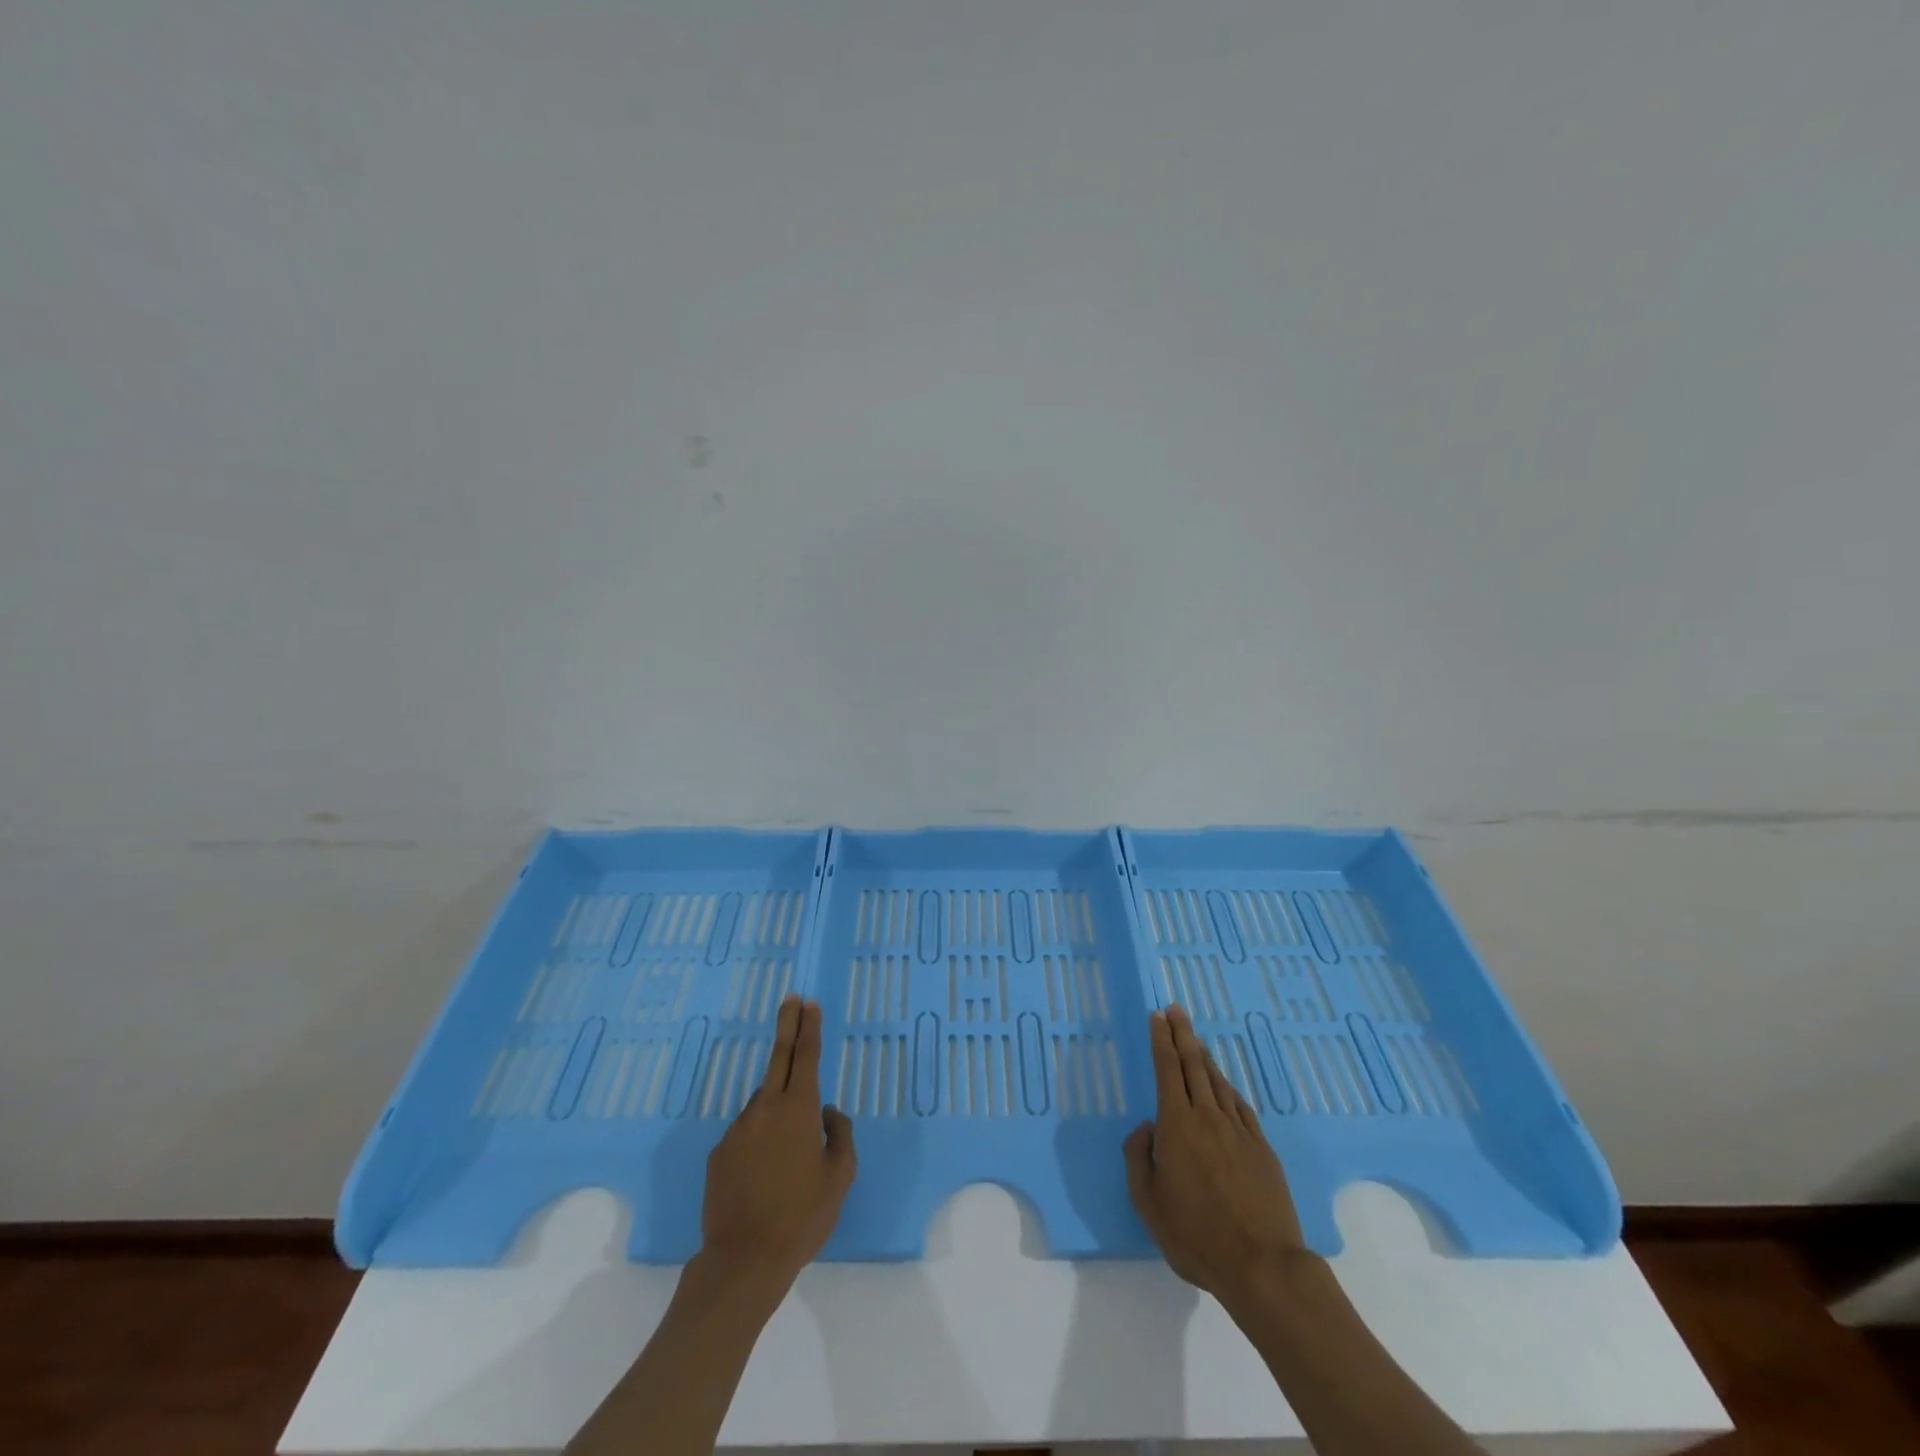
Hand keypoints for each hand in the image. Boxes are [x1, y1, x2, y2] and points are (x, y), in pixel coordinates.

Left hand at [700, 996, 855, 1296]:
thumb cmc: (802, 1217)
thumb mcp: (840, 1178)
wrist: (743, 1261)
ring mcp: (738, 1129)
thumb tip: (829, 1113)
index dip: (809, 1027)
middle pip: (779, 1056)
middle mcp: (766, 1109)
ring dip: (777, 1105)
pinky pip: (746, 1132)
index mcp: (799, 1110)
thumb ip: (839, 1136)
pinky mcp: (719, 1152)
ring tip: (788, 1151)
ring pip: (763, 1103)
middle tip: (792, 998)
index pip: (806, 1056)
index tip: (809, 1003)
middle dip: (788, 1024)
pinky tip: (765, 1174)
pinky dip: (759, 1138)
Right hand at [1124, 1005, 1309, 1305]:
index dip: (1162, 1040)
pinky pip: (1240, 1106)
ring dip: (1205, 1057)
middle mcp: (1208, 1117)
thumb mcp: (1148, 1203)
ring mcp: (1239, 1131)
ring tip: (1196, 1040)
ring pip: (1218, 1082)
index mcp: (1177, 1125)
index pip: (1167, 1070)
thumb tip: (1147, 1128)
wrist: (1263, 1265)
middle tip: (1176, 1010)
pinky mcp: (1262, 1149)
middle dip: (1182, 1034)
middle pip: (1194, 1065)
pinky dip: (1228, 1088)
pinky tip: (1225, 1086)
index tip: (1158, 1016)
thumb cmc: (1196, 1235)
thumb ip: (1139, 1158)